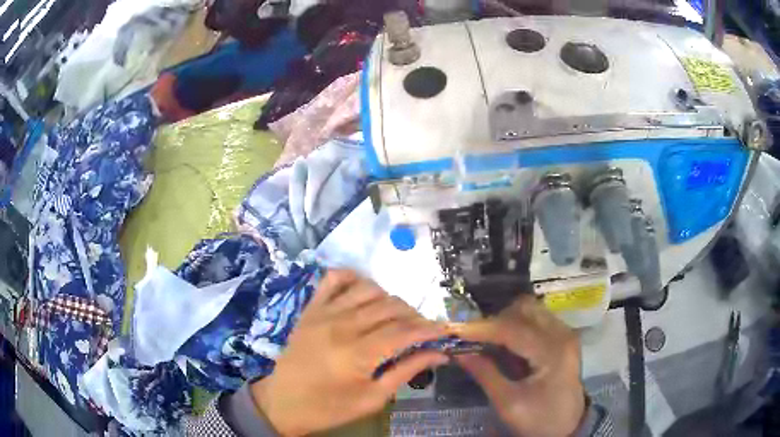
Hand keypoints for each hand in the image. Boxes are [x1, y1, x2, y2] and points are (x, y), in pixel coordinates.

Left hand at [251, 270, 448, 435]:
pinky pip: (334, 279)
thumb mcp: (372, 398)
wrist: (284, 401)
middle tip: (420, 331)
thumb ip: (406, 371)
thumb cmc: (330, 407)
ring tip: (395, 317)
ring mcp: (324, 312)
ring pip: (369, 289)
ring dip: (390, 299)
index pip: (405, 331)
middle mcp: (342, 326)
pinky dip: (354, 278)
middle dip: (414, 316)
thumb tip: (439, 354)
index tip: (442, 332)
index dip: (429, 329)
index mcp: (358, 354)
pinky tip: (364, 293)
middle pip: (391, 307)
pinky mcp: (311, 308)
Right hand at [452, 296, 584, 436]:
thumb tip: (459, 352)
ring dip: (505, 321)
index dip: (481, 328)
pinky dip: (516, 325)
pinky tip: (506, 344)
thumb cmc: (539, 419)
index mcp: (553, 352)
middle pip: (524, 309)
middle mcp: (562, 334)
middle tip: (473, 339)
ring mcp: (565, 332)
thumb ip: (485, 374)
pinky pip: (536, 319)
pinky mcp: (563, 336)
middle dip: (494, 321)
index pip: (513, 329)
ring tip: (488, 342)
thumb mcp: (508, 404)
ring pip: (529, 310)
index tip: (454, 331)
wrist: (568, 426)